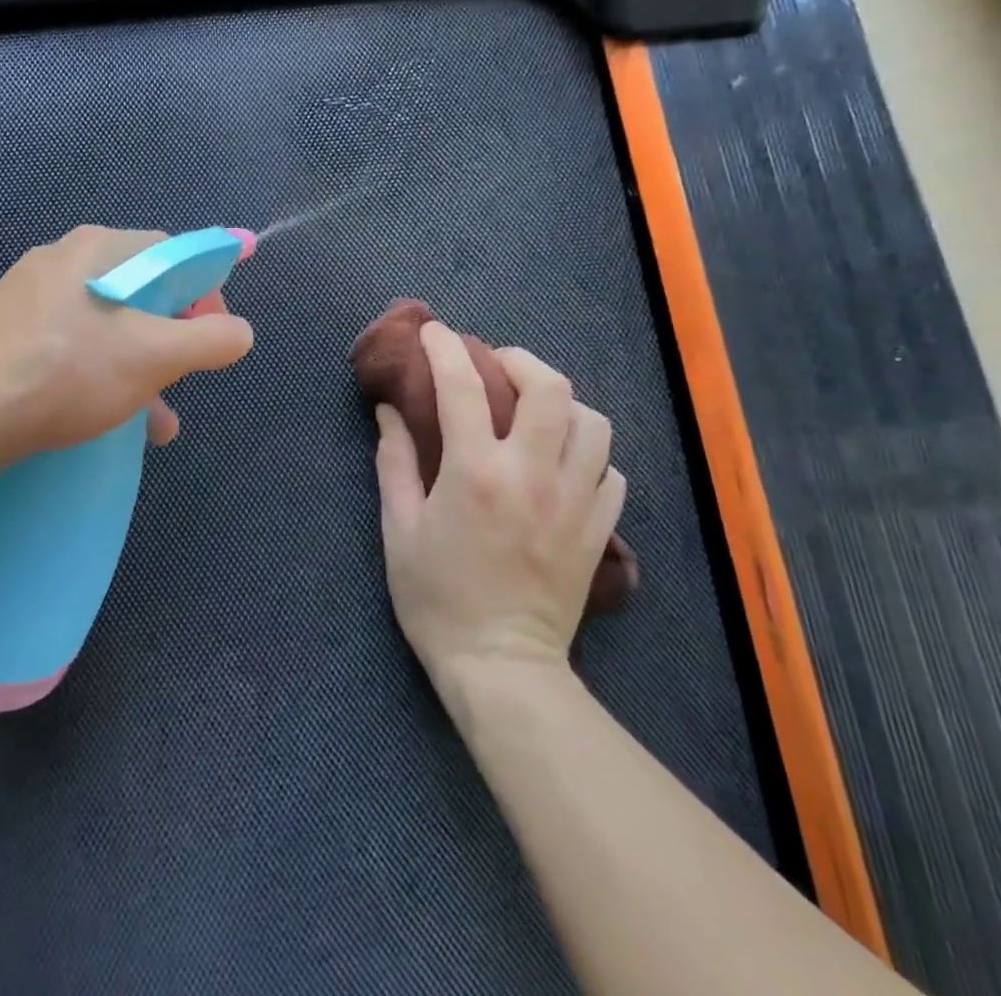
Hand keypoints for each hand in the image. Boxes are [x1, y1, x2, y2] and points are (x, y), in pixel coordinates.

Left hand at [0, 227, 253, 478]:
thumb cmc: (66, 372)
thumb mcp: (155, 356)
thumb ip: (211, 340)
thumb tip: (241, 333)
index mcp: (98, 248)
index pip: (173, 254)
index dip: (206, 293)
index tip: (214, 336)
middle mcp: (63, 261)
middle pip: (142, 291)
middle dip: (172, 338)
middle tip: (183, 376)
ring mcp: (31, 299)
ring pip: (109, 326)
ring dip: (141, 368)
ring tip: (159, 421)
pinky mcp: (10, 336)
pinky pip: (74, 347)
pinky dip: (102, 376)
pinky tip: (114, 421)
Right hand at [374, 321, 625, 689]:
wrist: (501, 668)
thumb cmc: (437, 599)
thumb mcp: (400, 529)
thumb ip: (395, 462)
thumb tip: (389, 412)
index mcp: (475, 472)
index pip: (462, 386)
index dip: (445, 348)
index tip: (434, 332)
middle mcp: (532, 474)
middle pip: (549, 387)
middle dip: (521, 360)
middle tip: (498, 365)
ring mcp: (574, 501)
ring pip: (593, 422)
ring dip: (563, 404)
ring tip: (538, 411)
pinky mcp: (600, 530)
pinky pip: (611, 471)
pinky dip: (590, 455)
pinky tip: (567, 463)